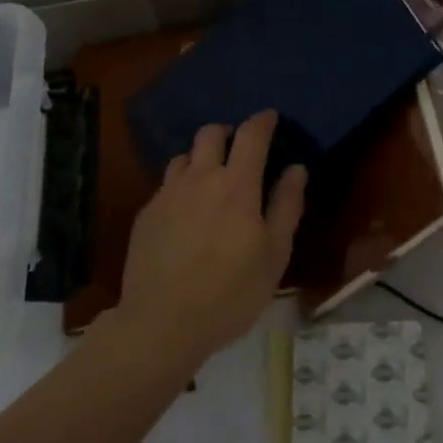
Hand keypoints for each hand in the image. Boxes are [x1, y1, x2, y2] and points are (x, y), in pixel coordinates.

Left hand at [116, 110, 306, 370]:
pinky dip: (182, 186)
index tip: (271, 118)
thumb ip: (286, 206)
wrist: (161, 324)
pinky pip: (167, 184)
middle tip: (239, 151)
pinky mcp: (146, 213)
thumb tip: (296, 169)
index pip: (250, 135)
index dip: (263, 121)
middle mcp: (199, 178)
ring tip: (210, 181)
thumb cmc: (230, 293)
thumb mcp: (274, 255)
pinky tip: (186, 214)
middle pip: (210, 133)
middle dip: (228, 133)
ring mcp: (167, 194)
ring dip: (201, 158)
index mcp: (236, 185)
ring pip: (184, 156)